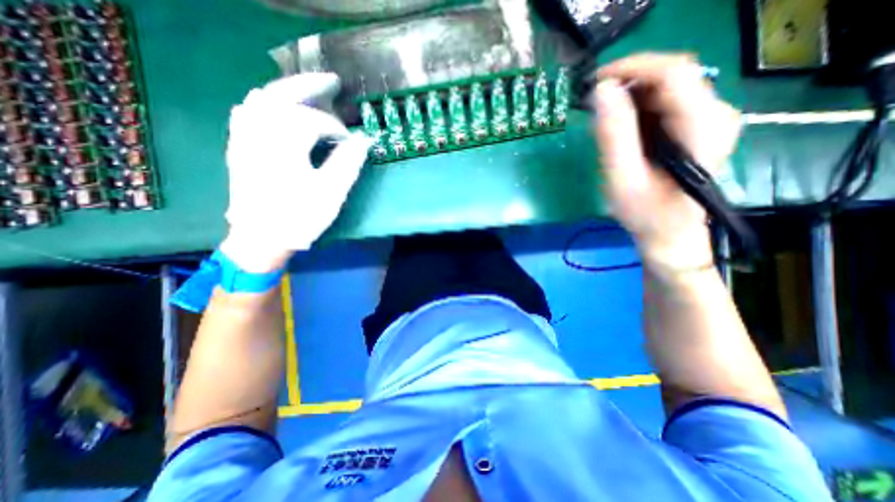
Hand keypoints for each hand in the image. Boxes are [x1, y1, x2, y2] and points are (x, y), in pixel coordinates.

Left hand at [222, 72, 373, 272]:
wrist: (261, 239)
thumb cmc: (299, 217)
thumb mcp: (331, 192)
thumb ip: (348, 162)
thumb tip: (364, 140)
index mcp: (284, 143)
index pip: (314, 121)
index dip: (336, 128)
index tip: (351, 140)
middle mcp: (260, 132)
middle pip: (282, 95)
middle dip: (308, 86)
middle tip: (331, 81)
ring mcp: (244, 139)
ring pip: (260, 100)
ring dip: (286, 91)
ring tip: (307, 92)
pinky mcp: (239, 148)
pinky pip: (246, 113)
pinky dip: (263, 104)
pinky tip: (273, 107)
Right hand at [593, 54, 744, 272]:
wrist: (669, 232)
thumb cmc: (645, 212)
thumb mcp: (622, 177)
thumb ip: (613, 135)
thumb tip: (601, 91)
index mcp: (701, 126)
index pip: (672, 72)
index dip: (631, 68)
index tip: (595, 82)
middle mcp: (715, 113)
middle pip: (670, 76)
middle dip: (627, 84)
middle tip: (593, 105)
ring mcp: (708, 119)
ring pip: (666, 88)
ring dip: (630, 97)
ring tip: (603, 120)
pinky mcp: (697, 126)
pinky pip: (665, 103)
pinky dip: (638, 109)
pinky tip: (621, 129)